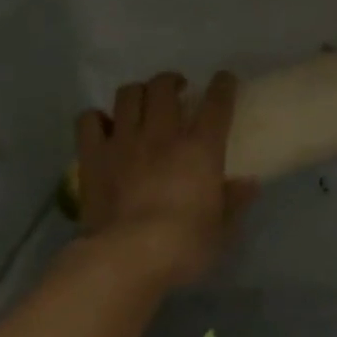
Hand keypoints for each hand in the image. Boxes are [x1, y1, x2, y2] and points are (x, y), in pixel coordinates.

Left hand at [75, 71, 255, 287]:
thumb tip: (248, 183)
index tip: (225, 80)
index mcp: (200, 149)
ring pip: (128, 95)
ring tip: (142, 103)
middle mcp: (162, 134)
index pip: (216, 103)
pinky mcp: (92, 156)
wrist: (129, 256)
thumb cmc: (185, 246)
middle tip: (177, 91)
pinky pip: (88, 120)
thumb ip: (234, 202)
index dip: (223, 86)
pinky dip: (97, 118)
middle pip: (164, 87)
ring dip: (138, 93)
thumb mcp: (222, 230)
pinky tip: (104, 127)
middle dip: (172, 82)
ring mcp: (123, 141)